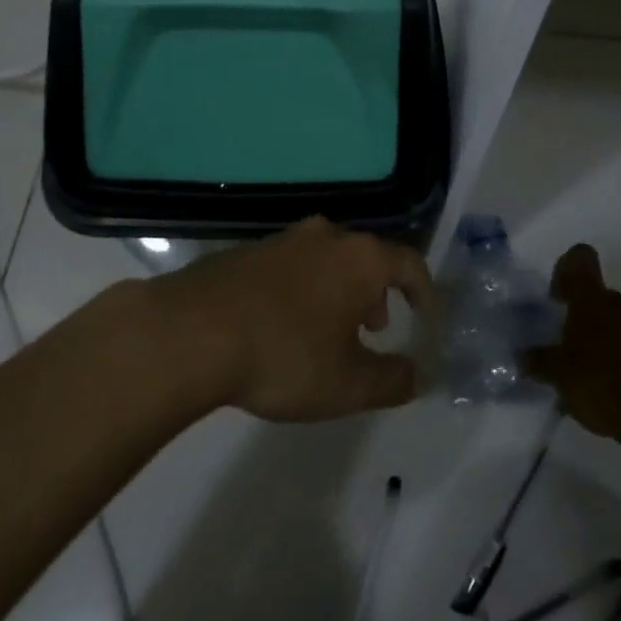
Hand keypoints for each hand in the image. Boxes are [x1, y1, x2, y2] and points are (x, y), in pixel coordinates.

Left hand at [152, 216, 434, 421]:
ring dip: (339, 290)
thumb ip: (392, 380)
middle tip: (376, 327)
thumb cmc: (286, 354)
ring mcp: (283, 239)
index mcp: (360, 258)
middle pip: (367, 256)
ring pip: (328, 259)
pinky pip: (292, 266)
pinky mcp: (246, 251)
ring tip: (331, 330)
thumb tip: (417, 374)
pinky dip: (303, 289)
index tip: (427, 317)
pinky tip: (284, 325)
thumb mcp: (348, 384)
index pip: (409, 263)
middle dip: (378, 292)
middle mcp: (326, 237)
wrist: (193, 331)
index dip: (424, 291)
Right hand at [523, 245, 620, 437]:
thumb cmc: (600, 381)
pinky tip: (604, 388)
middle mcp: (619, 302)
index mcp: (592, 297)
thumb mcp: (559, 374)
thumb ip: (539, 361)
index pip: (580, 257)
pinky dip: (616, 357)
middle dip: (579, 315)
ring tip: (583, 373)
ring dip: (598, 337)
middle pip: (596, 294)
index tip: (556, 297)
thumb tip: (522, 355)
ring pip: (614, 319)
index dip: (565, 269)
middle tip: (564, 344)